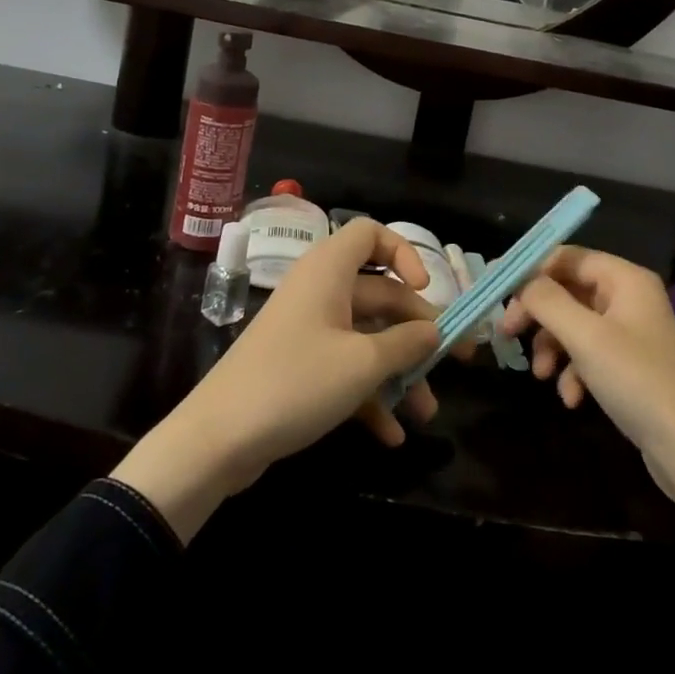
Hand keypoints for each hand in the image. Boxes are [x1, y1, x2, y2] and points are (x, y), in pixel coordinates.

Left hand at [112, 219, 443, 540]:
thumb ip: (406, 344)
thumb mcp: (362, 364)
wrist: (217, 439)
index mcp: (330, 271)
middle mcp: (320, 292)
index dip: (404, 253)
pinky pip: (346, 369)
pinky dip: (370, 395)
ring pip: (367, 338)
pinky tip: (392, 434)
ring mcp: (309, 331)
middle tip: (458, 361)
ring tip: (426, 414)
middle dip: (418, 331)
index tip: (428, 289)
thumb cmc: (295, 383)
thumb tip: (435, 330)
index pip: (370, 234)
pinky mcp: (300, 367)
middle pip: (380, 294)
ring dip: (399, 372)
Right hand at [499, 247, 674, 575]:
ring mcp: (630, 333)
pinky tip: (571, 399)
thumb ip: (547, 301)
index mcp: (625, 278)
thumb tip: (521, 281)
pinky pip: (589, 355)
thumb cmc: (637, 381)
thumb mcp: (585, 337)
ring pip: (573, 325)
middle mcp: (628, 297)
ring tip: (540, 375)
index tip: (498, 290)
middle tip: (507, 333)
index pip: (568, 256)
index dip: (531, 269)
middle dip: (538, 314)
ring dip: (552, 347)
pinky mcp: (629, 366)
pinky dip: (573, 372)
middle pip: (568, 290)